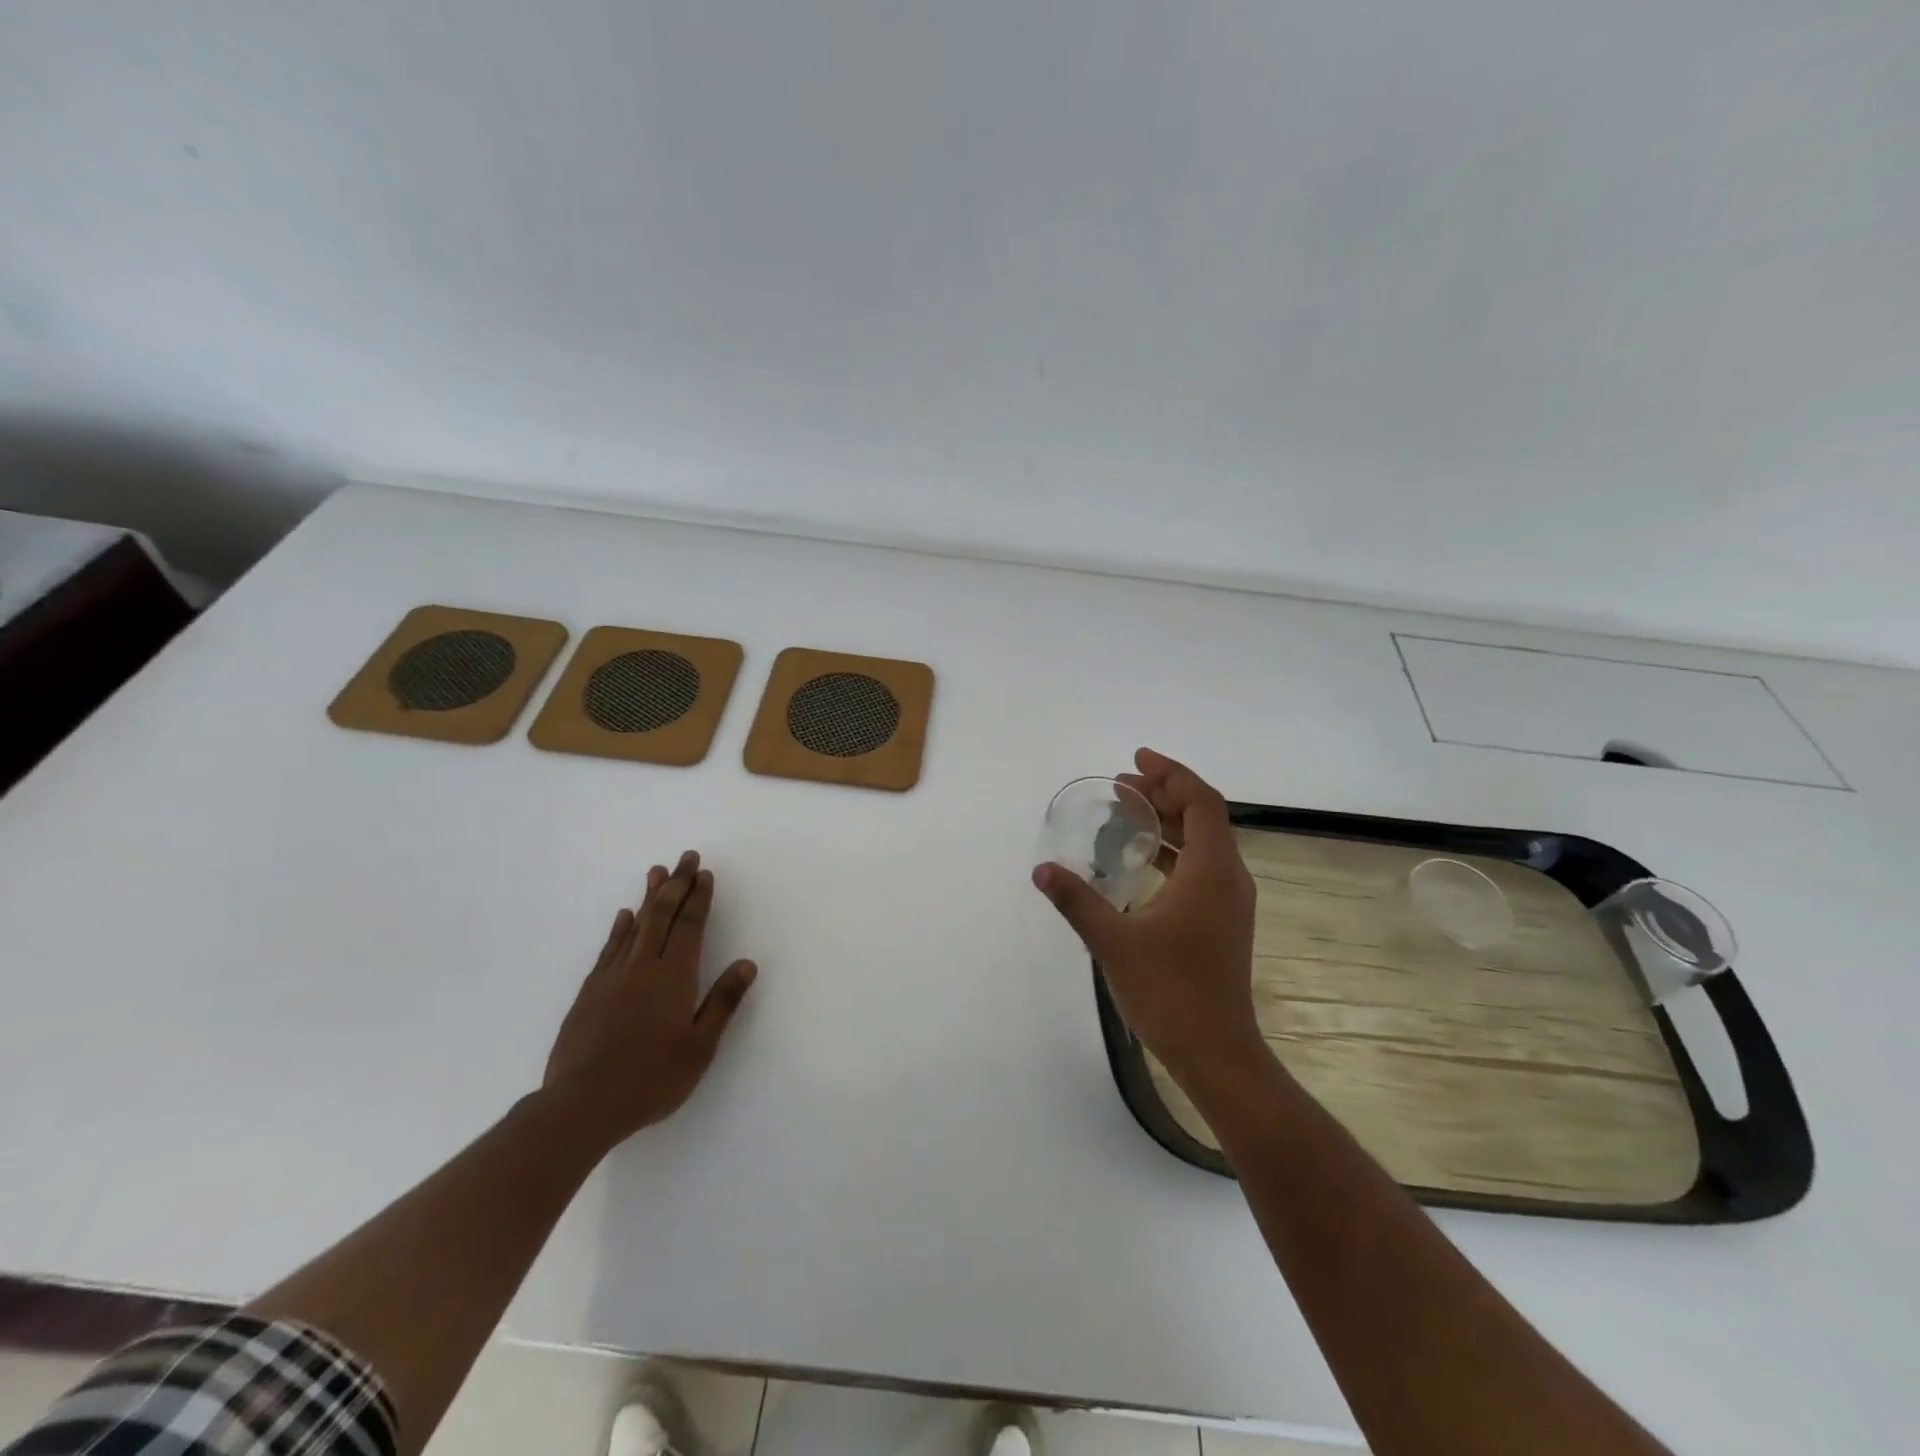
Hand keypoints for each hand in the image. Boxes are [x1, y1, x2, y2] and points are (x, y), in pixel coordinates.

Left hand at [543, 851, 757, 1148]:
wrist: (581, 1105)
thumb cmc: (651, 1078)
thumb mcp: (700, 1047)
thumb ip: (722, 1002)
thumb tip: (747, 964)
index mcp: (674, 977)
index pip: (690, 926)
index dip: (699, 898)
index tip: (705, 873)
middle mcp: (642, 967)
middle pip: (662, 915)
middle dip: (677, 884)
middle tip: (686, 857)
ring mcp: (611, 978)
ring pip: (634, 925)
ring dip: (648, 896)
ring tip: (657, 871)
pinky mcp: (589, 993)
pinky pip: (609, 949)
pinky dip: (619, 928)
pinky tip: (623, 917)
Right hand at [1032, 749, 1262, 1082]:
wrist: (1216, 1052)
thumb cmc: (1169, 992)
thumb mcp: (1114, 941)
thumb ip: (1077, 900)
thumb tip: (1043, 869)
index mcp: (1212, 872)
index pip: (1200, 801)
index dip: (1171, 773)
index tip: (1136, 760)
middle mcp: (1229, 878)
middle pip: (1204, 816)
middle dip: (1164, 793)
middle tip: (1122, 786)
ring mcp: (1230, 902)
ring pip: (1204, 842)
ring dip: (1169, 821)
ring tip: (1128, 813)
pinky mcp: (1223, 921)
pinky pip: (1201, 866)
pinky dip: (1173, 850)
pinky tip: (1142, 862)